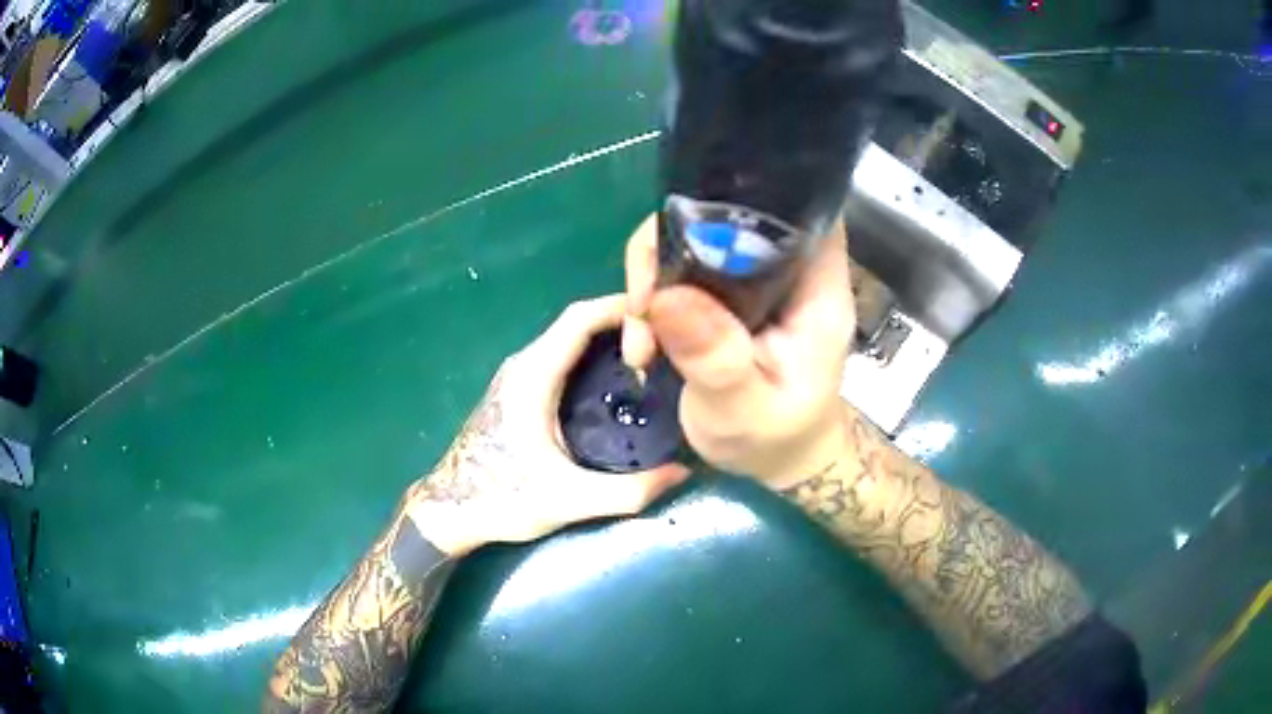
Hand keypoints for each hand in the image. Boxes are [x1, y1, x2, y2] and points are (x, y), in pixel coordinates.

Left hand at [406, 295, 690, 555]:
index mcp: (533, 376)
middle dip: (624, 323)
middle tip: (671, 340)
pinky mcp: (519, 389)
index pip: (580, 319)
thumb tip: (684, 472)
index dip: (621, 308)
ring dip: (609, 339)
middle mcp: (525, 365)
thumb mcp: (570, 500)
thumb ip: (630, 491)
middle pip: (578, 323)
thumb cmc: (502, 499)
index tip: (665, 315)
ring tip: (654, 358)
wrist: (451, 511)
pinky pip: (562, 357)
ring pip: (570, 340)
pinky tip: (621, 382)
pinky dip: (594, 356)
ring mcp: (519, 375)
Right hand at [621, 215, 854, 488]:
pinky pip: (683, 269)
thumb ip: (715, 358)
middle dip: (672, 247)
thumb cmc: (774, 439)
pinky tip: (644, 342)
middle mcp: (788, 272)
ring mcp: (755, 280)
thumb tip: (666, 296)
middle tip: (644, 309)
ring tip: (641, 341)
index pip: (796, 207)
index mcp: (816, 289)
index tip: (683, 228)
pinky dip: (654, 296)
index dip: (744, 195)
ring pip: (695, 239)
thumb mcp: (743, 410)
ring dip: (653, 278)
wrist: (778, 460)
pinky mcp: (728, 293)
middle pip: (729, 215)